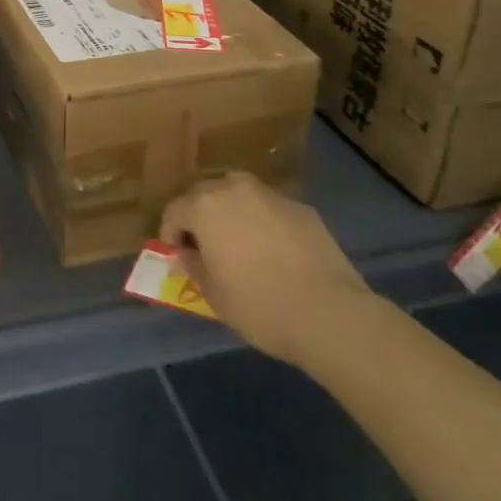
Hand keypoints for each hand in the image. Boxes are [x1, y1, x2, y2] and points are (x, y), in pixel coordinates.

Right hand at [159, 173, 373, 366]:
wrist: (330, 313)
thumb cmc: (259, 305)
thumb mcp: (213, 295)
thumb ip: (193, 266)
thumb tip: (188, 253)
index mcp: (205, 206)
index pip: (174, 210)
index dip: (170, 234)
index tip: (176, 256)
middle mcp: (234, 188)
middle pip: (205, 194)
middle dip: (199, 217)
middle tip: (205, 246)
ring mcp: (271, 195)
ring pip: (239, 195)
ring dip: (232, 213)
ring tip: (239, 244)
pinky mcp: (302, 208)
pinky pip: (270, 210)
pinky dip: (264, 222)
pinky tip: (275, 252)